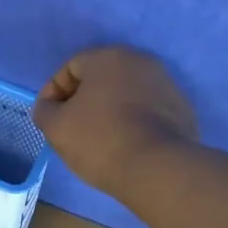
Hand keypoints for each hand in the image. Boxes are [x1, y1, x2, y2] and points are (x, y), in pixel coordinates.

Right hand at [32, 47, 198, 197]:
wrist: (158, 169)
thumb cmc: (100, 140)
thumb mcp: (57, 127)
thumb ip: (45, 111)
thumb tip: (49, 107)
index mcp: (109, 58)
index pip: (72, 67)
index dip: (54, 92)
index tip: (49, 118)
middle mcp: (141, 62)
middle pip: (102, 79)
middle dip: (83, 101)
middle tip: (72, 129)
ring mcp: (166, 85)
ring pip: (127, 95)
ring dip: (110, 111)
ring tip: (99, 141)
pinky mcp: (182, 111)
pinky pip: (148, 112)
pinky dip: (133, 123)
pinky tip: (126, 146)